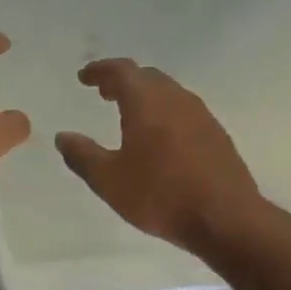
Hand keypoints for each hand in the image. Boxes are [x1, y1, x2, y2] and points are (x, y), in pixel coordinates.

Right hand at [55, 58, 272, 258]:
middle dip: (123, 81)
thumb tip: (64, 137)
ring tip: (129, 113)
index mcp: (147, 103)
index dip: (100, 70)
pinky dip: (164, 112)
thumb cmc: (161, 195)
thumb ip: (83, 156)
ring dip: (146, 96)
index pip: (122, 71)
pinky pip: (184, 111)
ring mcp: (201, 116)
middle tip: (105, 92)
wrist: (226, 219)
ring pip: (169, 93)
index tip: (84, 78)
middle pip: (147, 77)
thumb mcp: (109, 180)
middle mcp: (176, 100)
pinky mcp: (217, 135)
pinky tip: (160, 137)